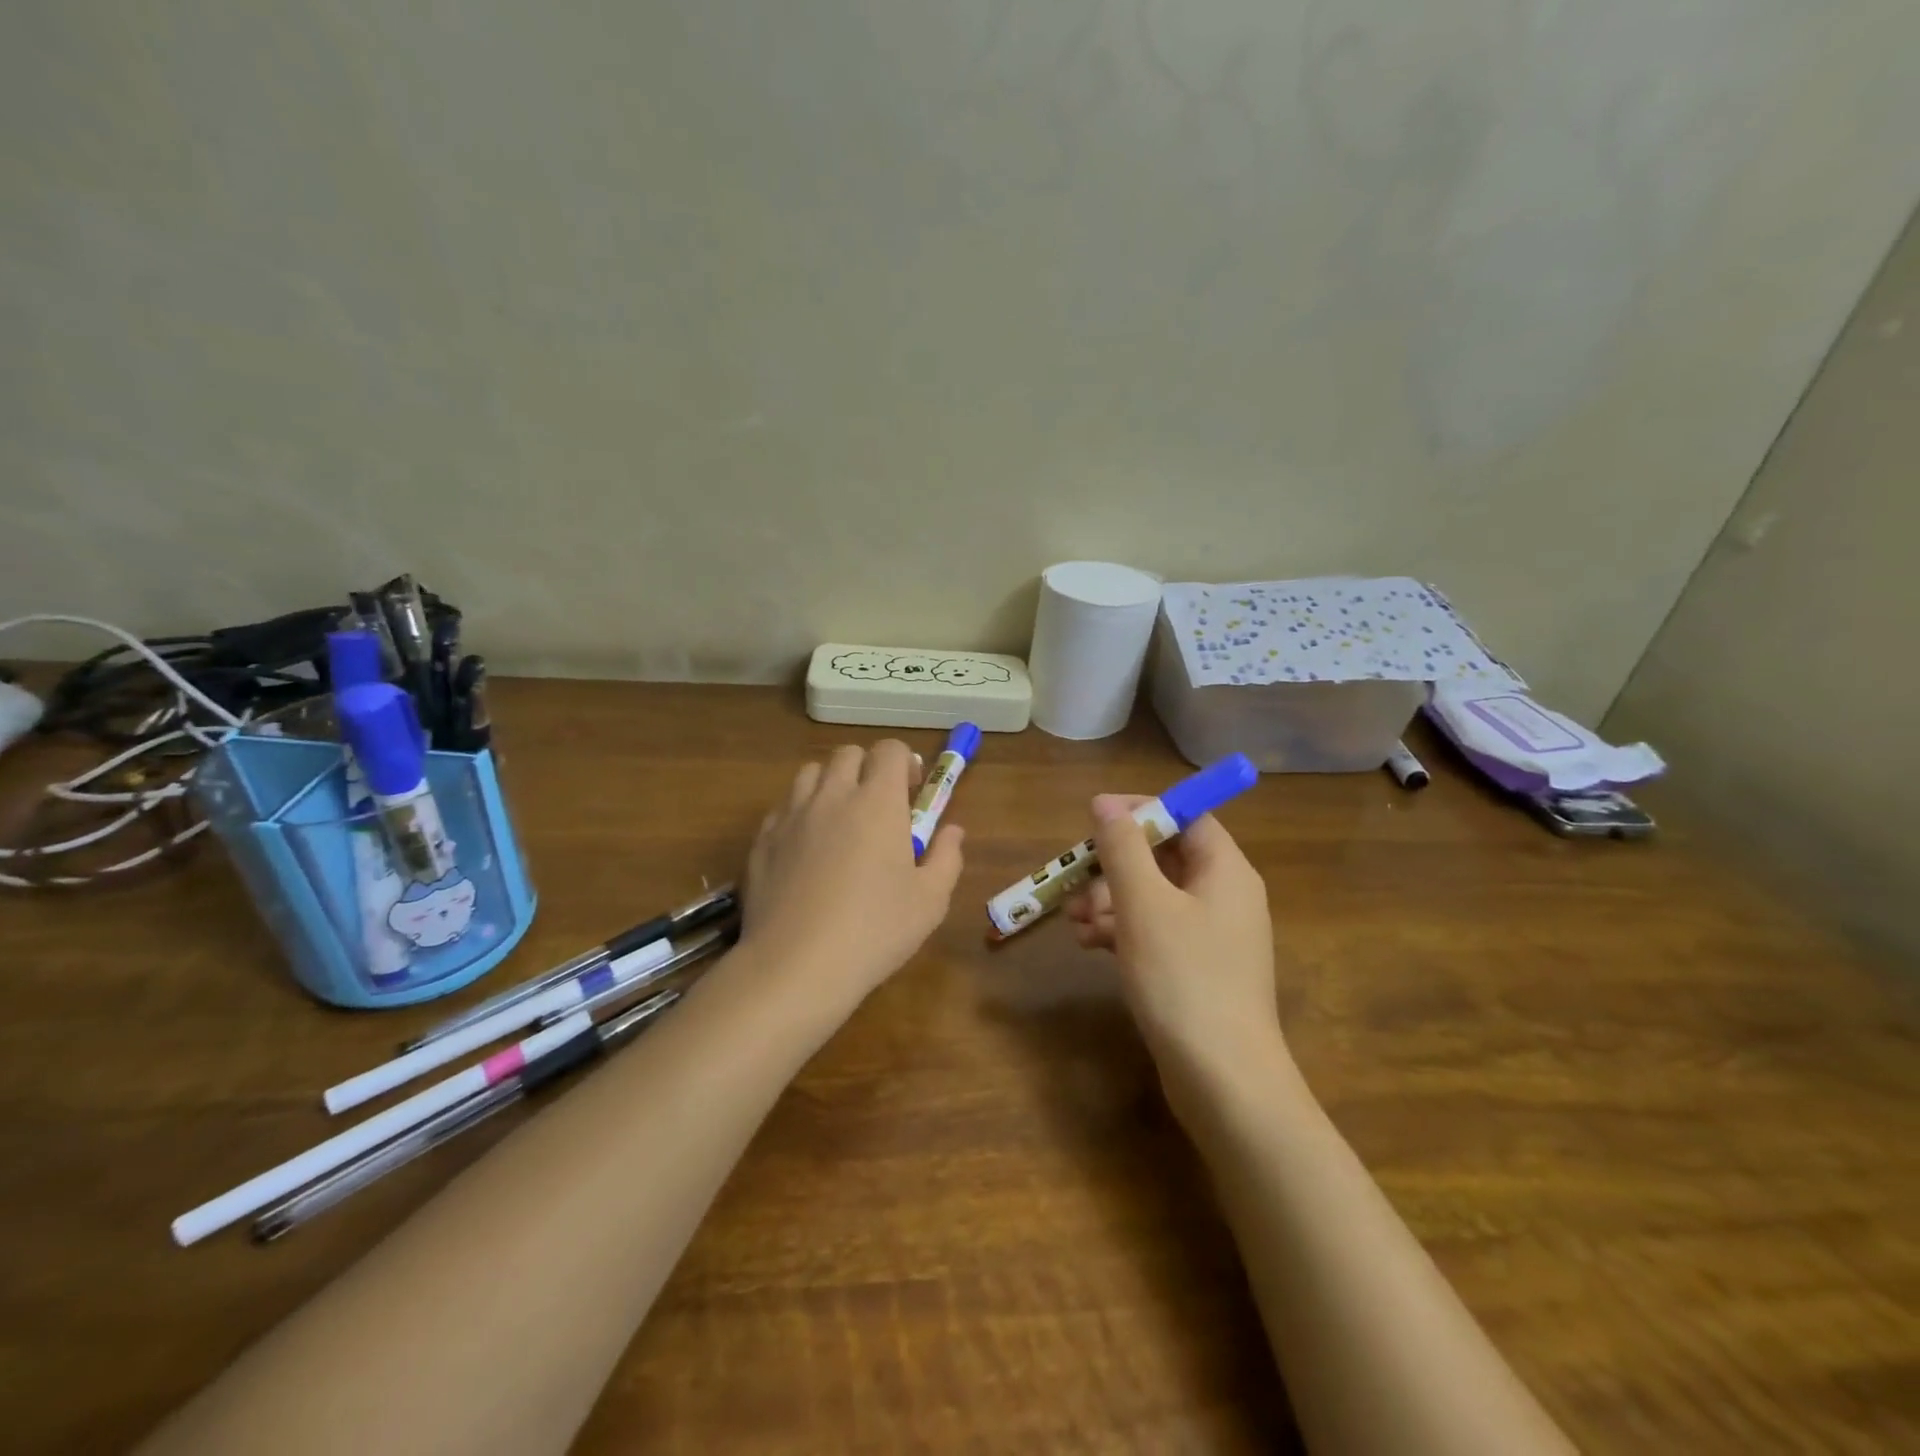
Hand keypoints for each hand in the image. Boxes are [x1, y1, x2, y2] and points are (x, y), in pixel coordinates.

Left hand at [741, 739, 964, 1012]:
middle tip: (878, 806)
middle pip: (848, 754)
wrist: (796, 965)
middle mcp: (832, 796)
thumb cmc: (875, 930)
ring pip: (810, 773)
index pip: (889, 750)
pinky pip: (783, 808)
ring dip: (831, 784)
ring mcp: (791, 815)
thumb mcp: (930, 901)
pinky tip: (806, 850)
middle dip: (867, 768)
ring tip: (840, 821)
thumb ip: (947, 857)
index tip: (911, 791)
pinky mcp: (762, 840)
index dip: (904, 762)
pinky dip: (799, 814)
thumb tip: (952, 831)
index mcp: (877, 802)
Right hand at [1065, 794, 1287, 1091]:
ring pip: (1153, 896)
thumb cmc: (1184, 978)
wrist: (1223, 1081)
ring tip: (1074, 922)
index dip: (1140, 811)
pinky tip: (1089, 945)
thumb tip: (1105, 803)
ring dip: (1110, 900)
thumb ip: (1123, 848)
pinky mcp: (1195, 969)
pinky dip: (1122, 931)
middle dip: (1115, 865)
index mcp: (1225, 871)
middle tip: (1076, 882)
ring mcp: (1211, 936)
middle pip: (1164, 857)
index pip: (1186, 816)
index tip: (1095, 819)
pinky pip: (1155, 931)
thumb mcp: (1144, 905)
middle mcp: (1224, 896)